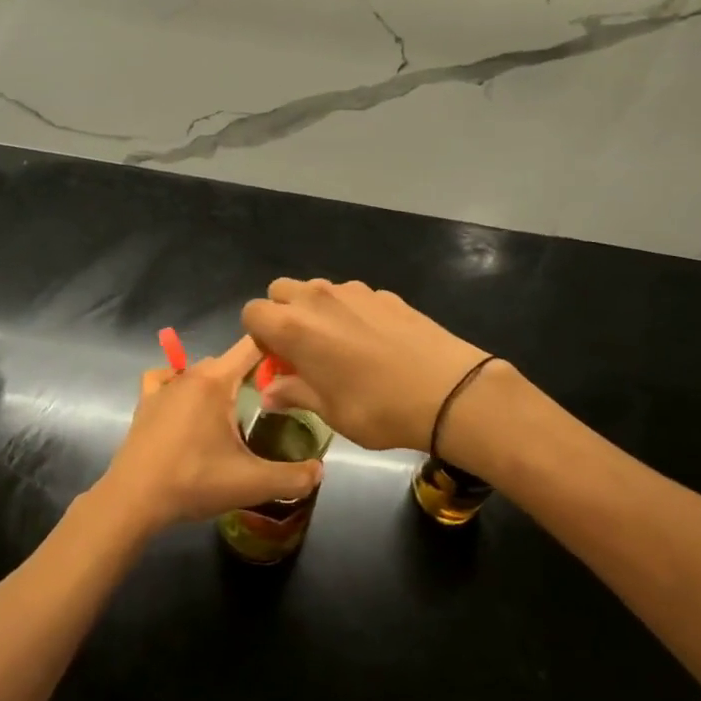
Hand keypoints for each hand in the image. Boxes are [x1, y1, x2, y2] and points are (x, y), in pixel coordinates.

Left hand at [97, 336, 322, 534]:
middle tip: (273, 402)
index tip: (296, 364)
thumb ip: (292, 477)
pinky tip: (186, 405)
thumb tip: (320, 471)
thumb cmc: (193, 481)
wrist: (133, 500)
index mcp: (216, 380)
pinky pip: (166, 379)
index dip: (277, 347)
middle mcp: (190, 373)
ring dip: (219, 384)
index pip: (253, 345)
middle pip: (230, 361)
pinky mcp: (145, 402)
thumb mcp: (251, 483)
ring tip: (234, 412)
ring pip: (202, 371)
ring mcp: (164, 386)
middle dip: (252, 374)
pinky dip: (179, 384)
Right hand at [242, 279, 490, 453]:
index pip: (253, 312)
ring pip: (316, 289)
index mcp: (294, 327)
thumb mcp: (329, 411)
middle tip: (302, 350)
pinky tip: (374, 342)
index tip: (279, 361)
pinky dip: (349, 311)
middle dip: (282, 314)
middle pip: (281, 290)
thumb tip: (269, 394)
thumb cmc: (378, 408)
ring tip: (339, 345)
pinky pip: (350, 295)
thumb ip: (294, 393)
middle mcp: (317, 298)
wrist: (448, 390)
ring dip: (315, 310)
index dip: (259, 337)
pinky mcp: (382, 292)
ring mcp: (352, 290)